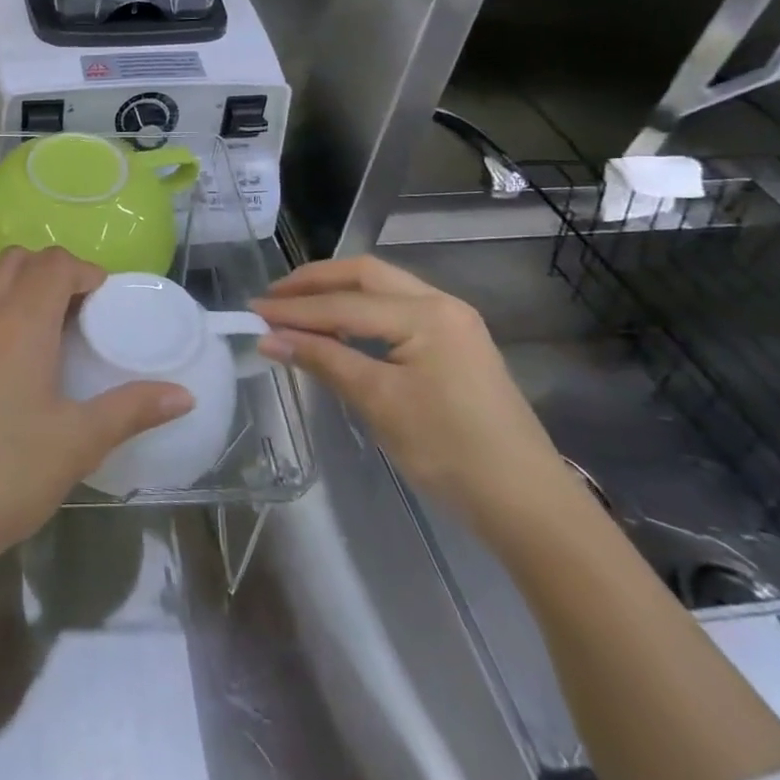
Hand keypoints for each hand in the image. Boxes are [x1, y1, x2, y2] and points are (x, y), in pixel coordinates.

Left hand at [0, 247, 194, 580]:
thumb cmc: (2, 475)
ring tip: (38, 330)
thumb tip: (184, 395)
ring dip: (16, 284)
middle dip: (51, 271)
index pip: (56, 263)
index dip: (85, 272)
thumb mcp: (76, 444)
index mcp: (21, 320)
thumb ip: (132, 410)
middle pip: (18, 259)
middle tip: (76, 313)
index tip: (103, 302)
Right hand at [252, 254, 577, 531]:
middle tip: (273, 297)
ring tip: (295, 308)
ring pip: (382, 289)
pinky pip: (395, 311)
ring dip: (336, 293)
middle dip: (315, 282)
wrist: (528, 504)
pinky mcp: (456, 345)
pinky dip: (359, 312)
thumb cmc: (450, 451)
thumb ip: (323, 360)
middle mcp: (441, 304)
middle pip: (365, 275)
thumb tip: (268, 337)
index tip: (251, 311)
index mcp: (426, 314)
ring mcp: (453, 323)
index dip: (294, 309)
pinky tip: (337, 328)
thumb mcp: (379, 403)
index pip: (344, 304)